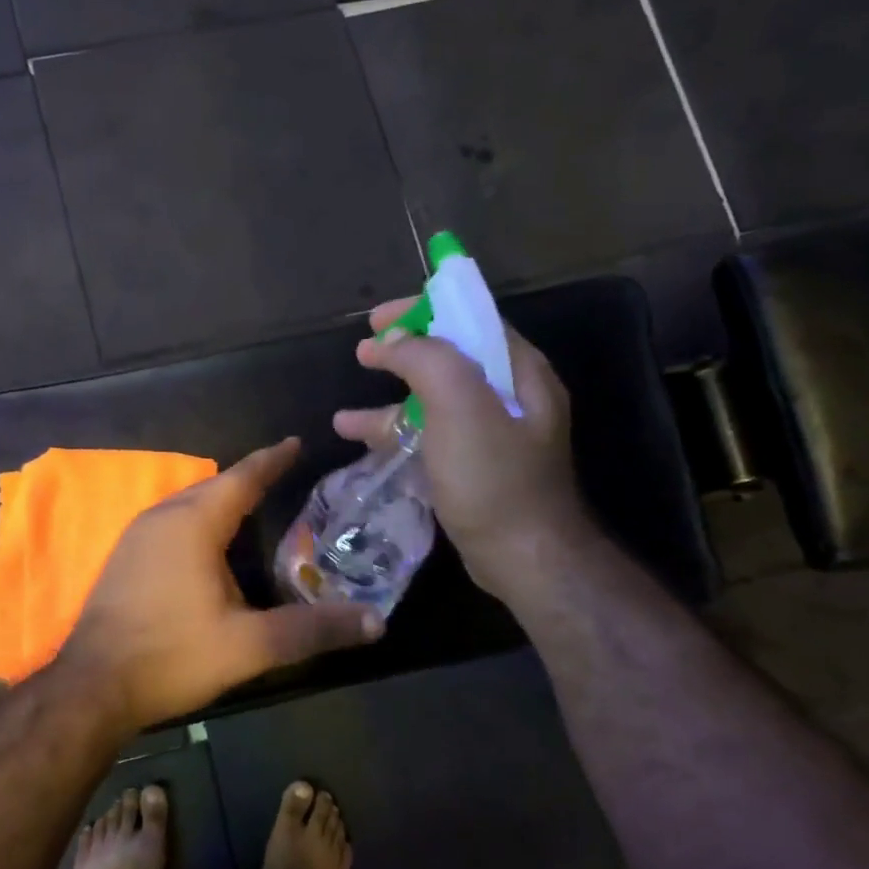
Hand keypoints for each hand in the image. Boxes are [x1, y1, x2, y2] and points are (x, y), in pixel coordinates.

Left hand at [59, 438, 382, 731]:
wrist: (93, 686)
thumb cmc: (173, 656)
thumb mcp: (250, 646)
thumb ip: (313, 630)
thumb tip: (376, 621)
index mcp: (193, 523)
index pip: (242, 478)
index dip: (272, 460)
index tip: (296, 443)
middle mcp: (162, 517)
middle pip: (214, 487)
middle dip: (248, 480)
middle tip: (283, 477)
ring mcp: (136, 536)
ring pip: (188, 505)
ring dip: (220, 502)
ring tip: (252, 507)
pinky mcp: (124, 558)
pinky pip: (170, 523)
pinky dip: (198, 522)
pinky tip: (209, 547)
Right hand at [334, 297, 594, 600]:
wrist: (523, 558)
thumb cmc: (493, 479)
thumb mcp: (460, 406)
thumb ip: (428, 360)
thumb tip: (394, 341)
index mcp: (518, 371)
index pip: (469, 320)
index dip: (423, 311)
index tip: (377, 319)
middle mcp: (510, 397)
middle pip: (449, 359)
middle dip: (402, 354)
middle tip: (362, 351)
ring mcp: (491, 436)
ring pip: (434, 403)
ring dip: (390, 403)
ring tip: (345, 417)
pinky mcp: (474, 469)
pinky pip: (431, 438)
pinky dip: (397, 436)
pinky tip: (361, 444)